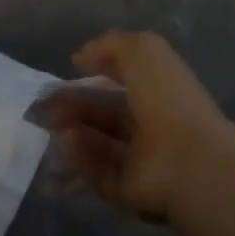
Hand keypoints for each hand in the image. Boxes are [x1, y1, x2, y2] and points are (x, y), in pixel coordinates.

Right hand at [40, 31, 234, 224]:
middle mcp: (153, 121)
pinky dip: (81, 157)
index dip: (98, 68)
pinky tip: (67, 143)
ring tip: (52, 123)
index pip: (125, 75)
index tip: (70, 68)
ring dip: (74, 129)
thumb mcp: (142, 50)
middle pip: (107, 111)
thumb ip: (110, 46)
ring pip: (100, 141)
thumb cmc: (167, 98)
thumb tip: (81, 57)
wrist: (188, 161)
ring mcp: (143, 157)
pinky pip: (100, 170)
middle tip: (46, 103)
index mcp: (161, 86)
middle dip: (76, 104)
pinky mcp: (131, 189)